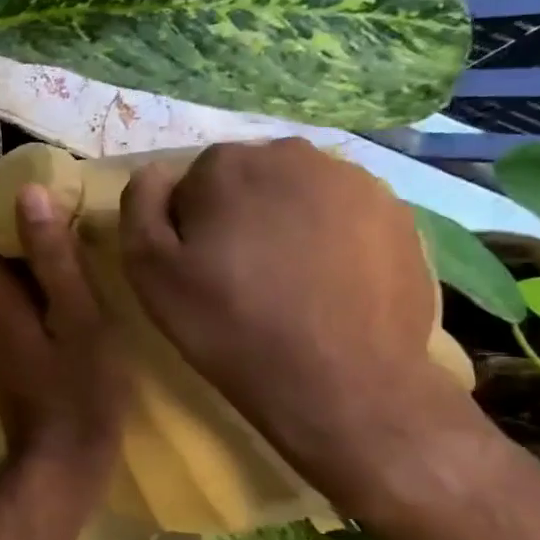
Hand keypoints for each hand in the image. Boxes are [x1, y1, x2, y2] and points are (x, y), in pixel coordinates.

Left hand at [0, 186, 128, 497]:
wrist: (62, 462)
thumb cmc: (79, 390)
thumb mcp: (77, 316)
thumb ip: (52, 255)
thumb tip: (27, 194)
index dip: (10, 203)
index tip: (52, 187)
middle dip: (28, 225)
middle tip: (78, 209)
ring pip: (6, 275)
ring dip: (37, 254)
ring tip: (83, 238)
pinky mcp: (5, 346)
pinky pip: (15, 298)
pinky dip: (39, 282)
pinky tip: (77, 281)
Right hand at [119, 139, 464, 481]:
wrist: (343, 384)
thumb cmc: (230, 325)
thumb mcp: (150, 271)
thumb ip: (140, 206)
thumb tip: (155, 172)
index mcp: (229, 164)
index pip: (194, 180)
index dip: (190, 224)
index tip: (197, 266)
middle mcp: (295, 155)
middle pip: (249, 179)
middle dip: (239, 215)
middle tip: (240, 275)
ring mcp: (357, 182)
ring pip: (299, 195)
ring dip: (286, 224)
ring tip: (288, 283)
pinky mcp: (398, 215)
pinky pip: (344, 217)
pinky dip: (331, 240)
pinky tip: (328, 287)